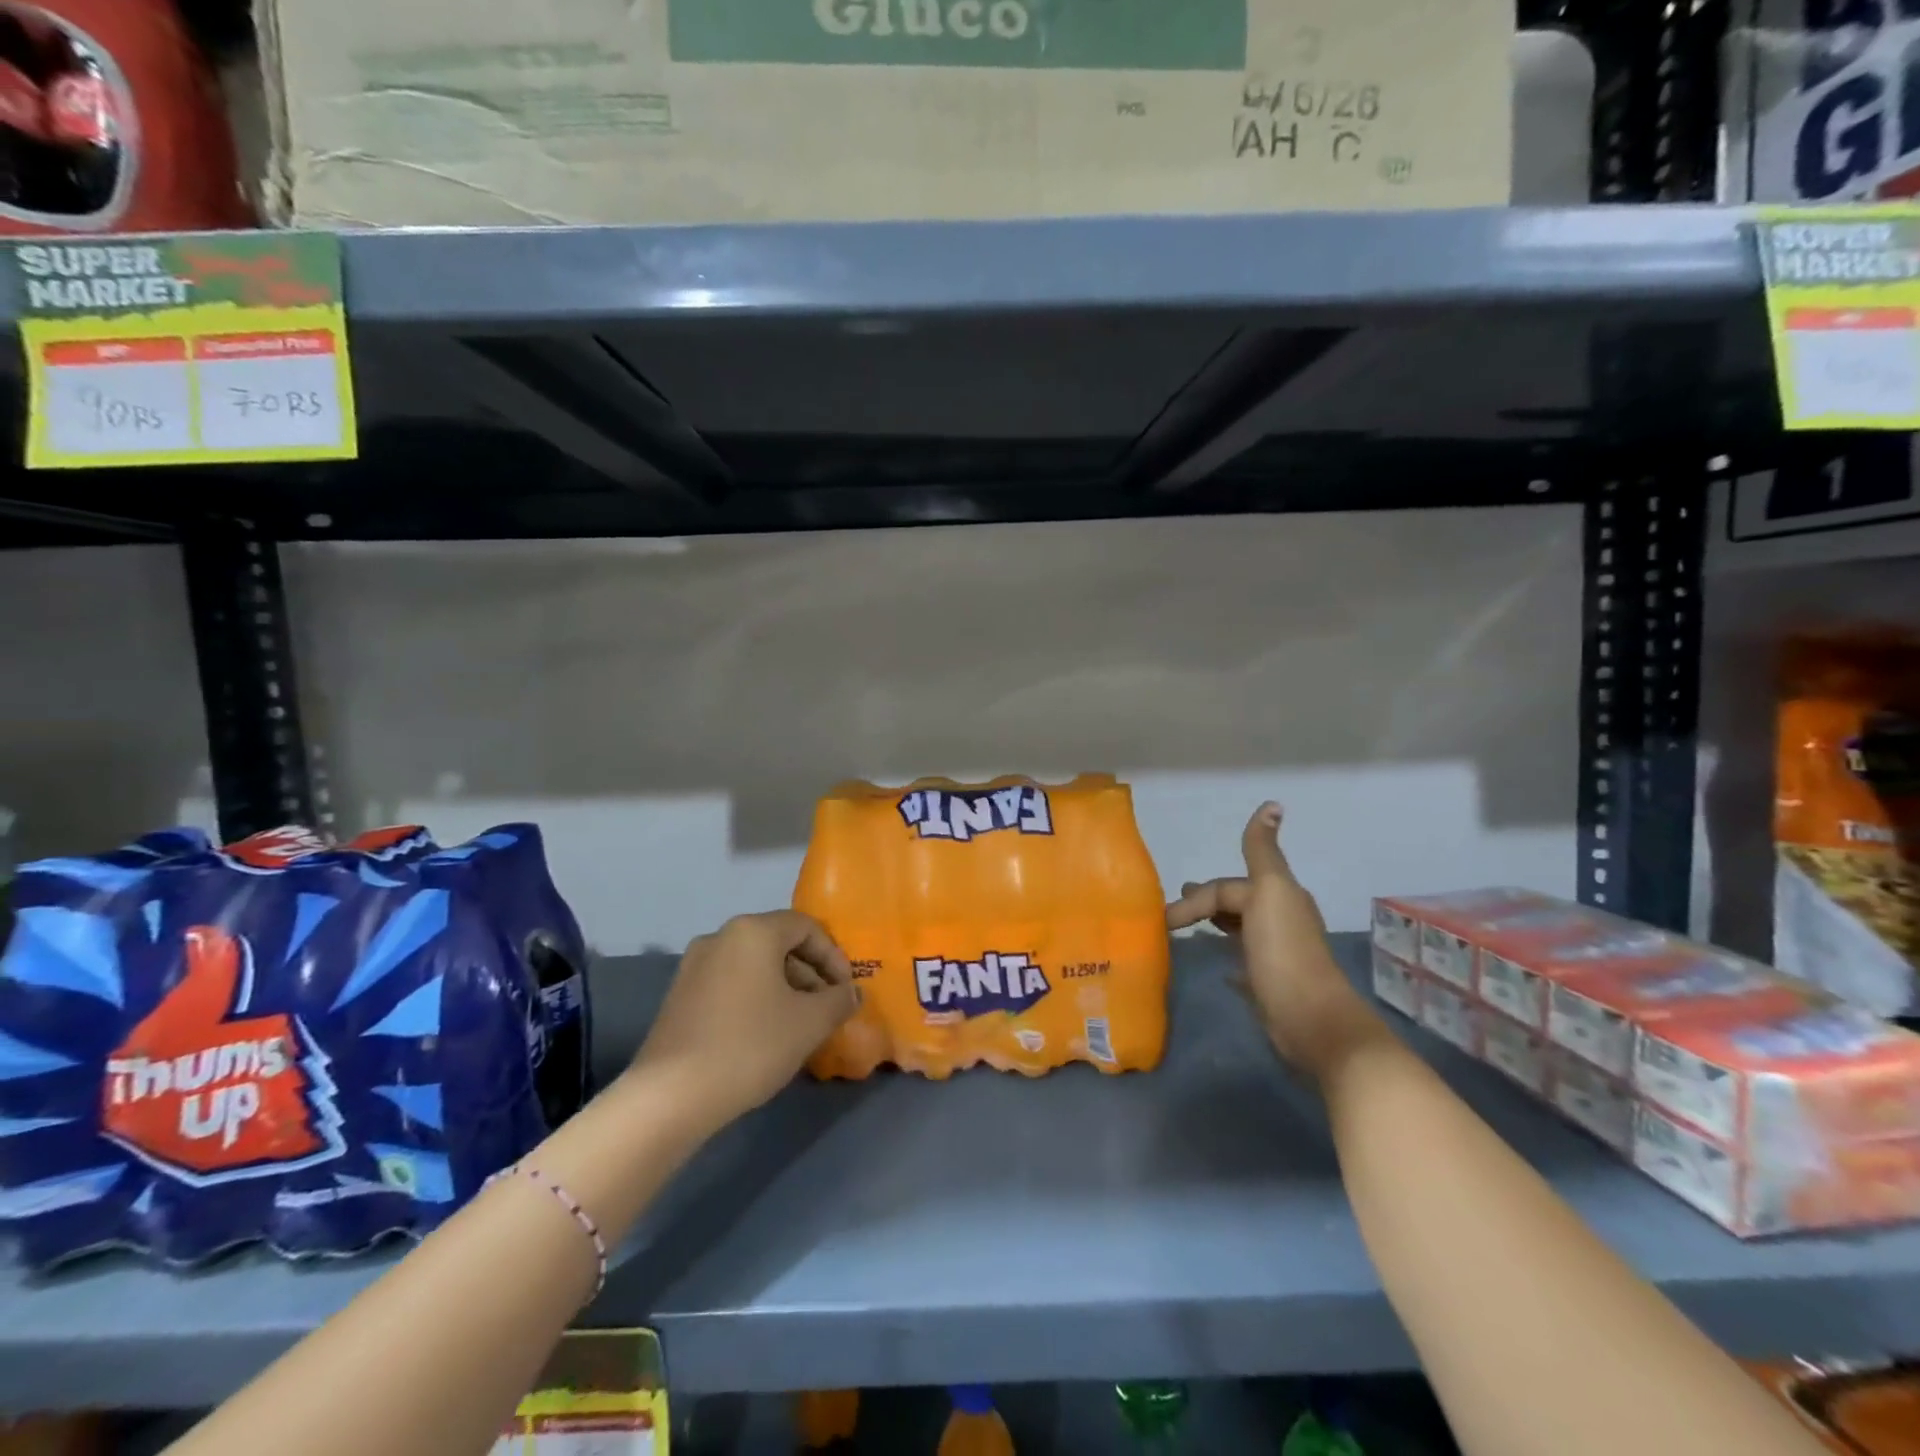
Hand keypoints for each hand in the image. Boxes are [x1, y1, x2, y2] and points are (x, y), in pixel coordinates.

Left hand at [631, 911, 858, 1129]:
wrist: (670, 1095)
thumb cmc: (750, 1045)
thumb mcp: (809, 1023)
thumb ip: (838, 1001)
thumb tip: (852, 993)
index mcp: (753, 931)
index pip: (807, 927)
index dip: (834, 956)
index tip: (846, 990)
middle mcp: (721, 937)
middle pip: (779, 943)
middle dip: (810, 974)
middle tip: (827, 1009)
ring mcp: (694, 965)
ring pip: (754, 965)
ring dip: (784, 988)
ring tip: (800, 1026)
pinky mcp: (679, 995)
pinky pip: (731, 983)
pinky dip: (756, 998)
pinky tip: (765, 1035)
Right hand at [1166, 803, 1381, 1081]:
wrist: (1311, 1020)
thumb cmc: (1284, 952)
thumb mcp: (1270, 893)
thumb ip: (1262, 852)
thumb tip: (1273, 803)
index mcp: (1278, 896)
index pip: (1226, 888)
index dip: (1195, 899)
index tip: (1164, 920)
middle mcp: (1280, 920)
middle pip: (1235, 902)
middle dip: (1206, 900)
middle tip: (1174, 910)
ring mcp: (1277, 954)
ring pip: (1239, 929)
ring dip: (1216, 924)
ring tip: (1188, 930)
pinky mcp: (1272, 985)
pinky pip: (1243, 961)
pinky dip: (1228, 956)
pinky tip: (1218, 966)